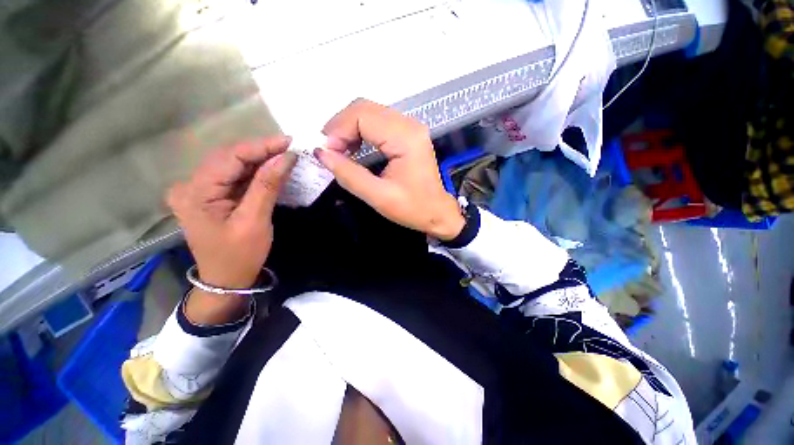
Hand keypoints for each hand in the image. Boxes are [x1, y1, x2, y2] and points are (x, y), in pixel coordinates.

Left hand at [167, 136, 295, 300]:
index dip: (261, 147)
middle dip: (260, 151)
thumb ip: (267, 186)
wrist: (226, 279)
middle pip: (228, 158)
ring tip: (284, 156)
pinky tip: (270, 169)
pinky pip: (233, 177)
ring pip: (232, 165)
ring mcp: (197, 190)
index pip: (229, 158)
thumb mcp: (255, 221)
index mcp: (195, 193)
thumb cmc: (240, 255)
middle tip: (289, 148)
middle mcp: (190, 186)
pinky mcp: (209, 196)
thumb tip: (286, 157)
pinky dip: (254, 172)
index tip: (289, 142)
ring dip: (259, 160)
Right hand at [315, 99, 464, 240]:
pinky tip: (355, 146)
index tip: (328, 152)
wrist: (437, 212)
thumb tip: (321, 153)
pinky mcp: (409, 134)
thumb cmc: (413, 208)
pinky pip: (378, 121)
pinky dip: (361, 130)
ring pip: (370, 112)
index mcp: (406, 138)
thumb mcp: (378, 197)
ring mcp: (411, 127)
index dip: (339, 130)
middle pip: (365, 108)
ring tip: (340, 150)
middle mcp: (410, 125)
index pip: (362, 116)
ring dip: (349, 127)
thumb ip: (349, 175)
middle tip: (330, 150)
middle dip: (341, 126)